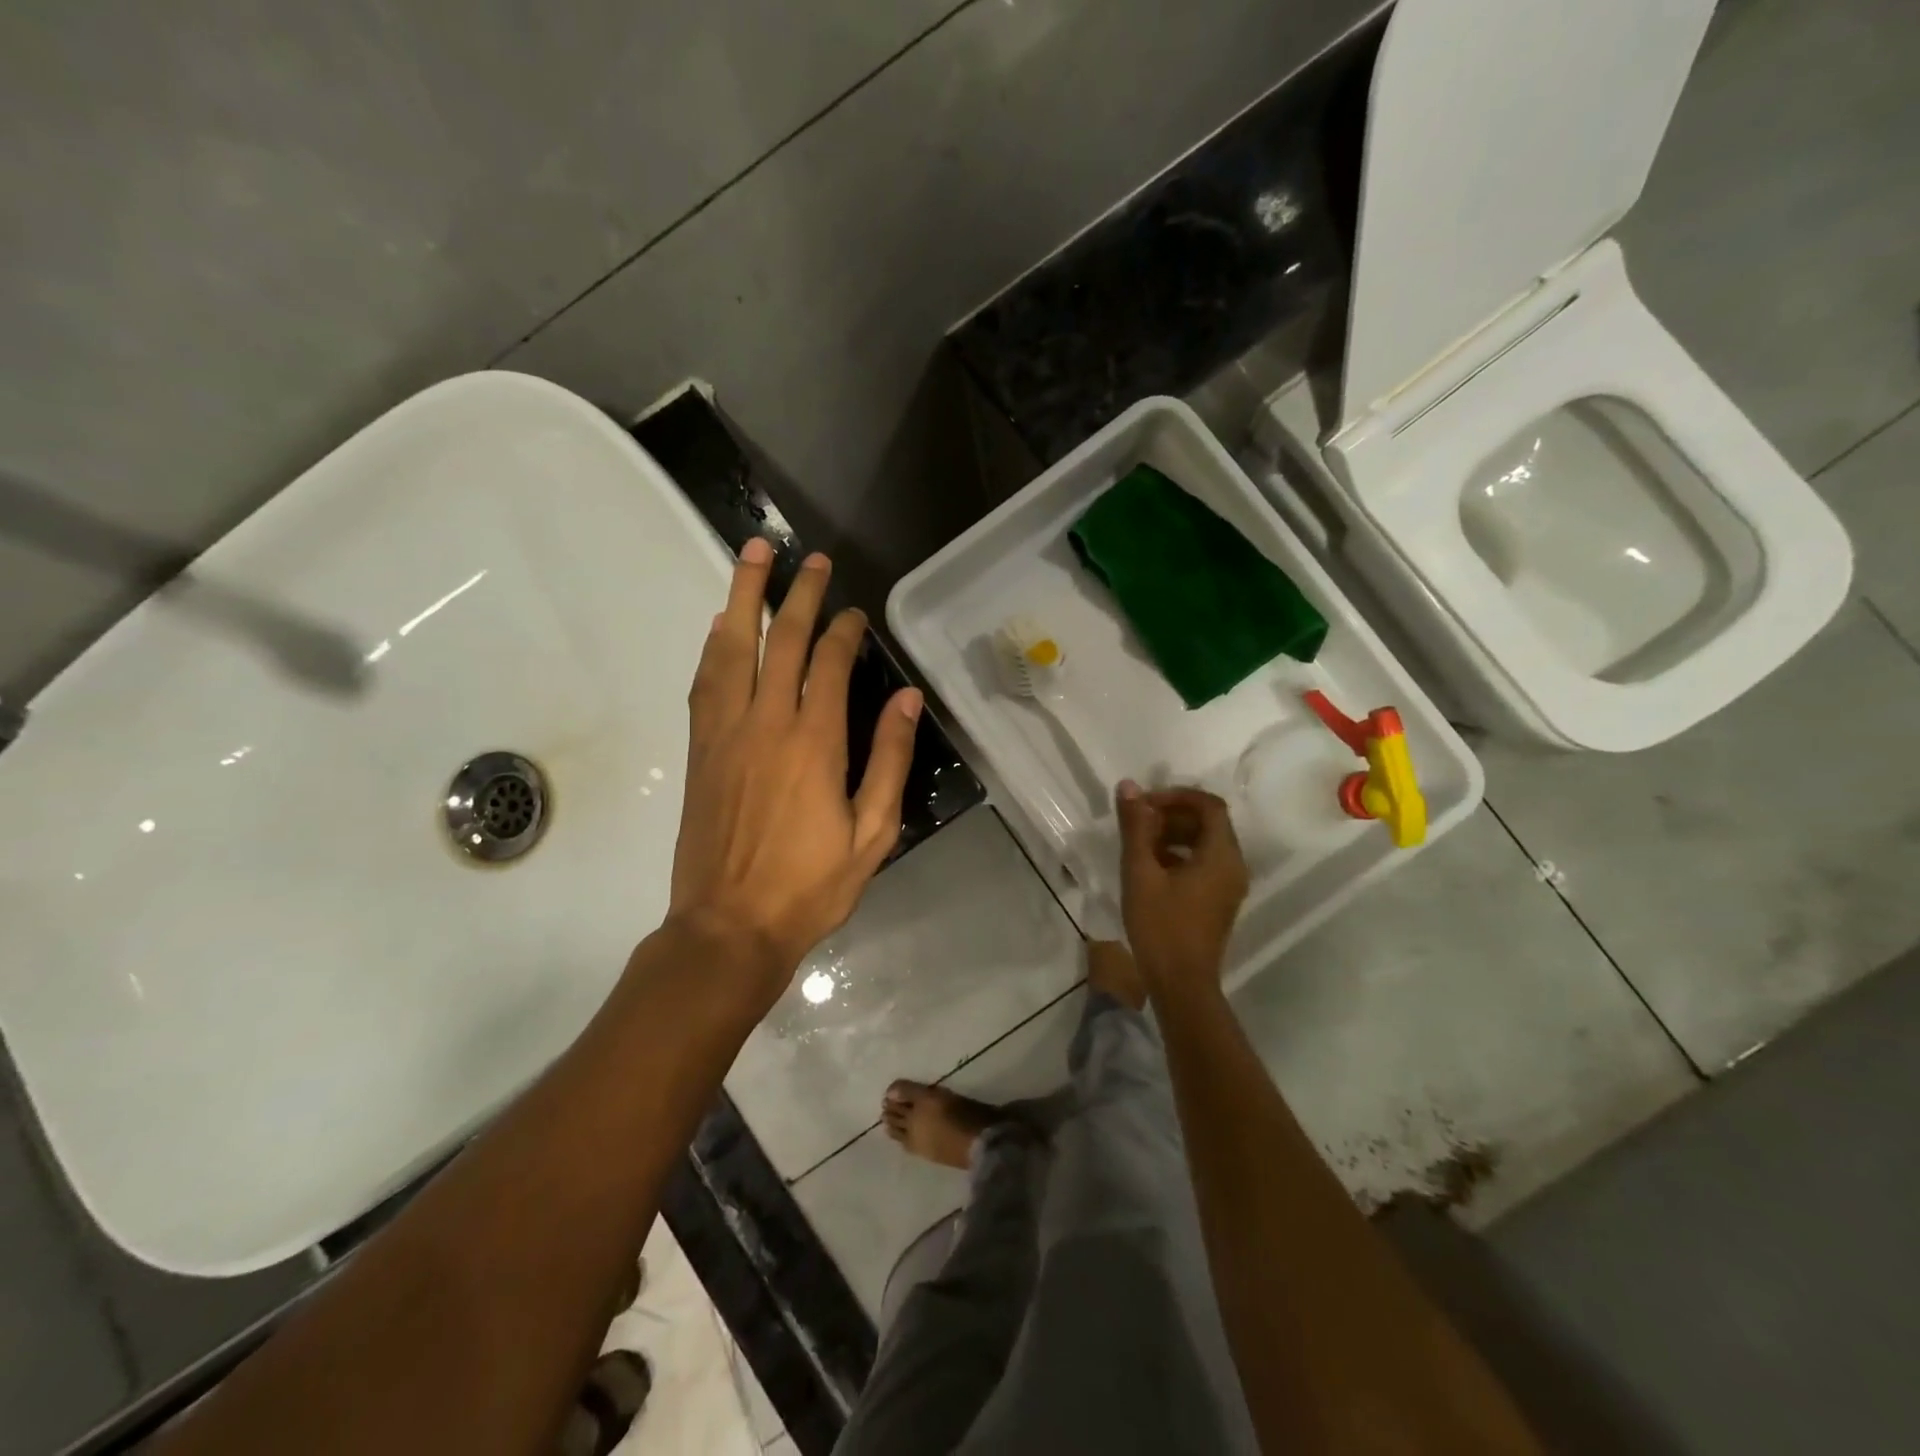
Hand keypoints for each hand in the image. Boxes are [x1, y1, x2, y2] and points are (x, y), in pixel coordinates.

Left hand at [667, 539, 922, 1003]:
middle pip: (779, 640)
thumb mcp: (873, 833)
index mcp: (814, 742)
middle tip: (808, 558)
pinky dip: (713, 646)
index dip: (843, 630)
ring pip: (731, 648)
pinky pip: (704, 682)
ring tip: (752, 556)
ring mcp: (724, 733)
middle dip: (796, 593)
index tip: (854, 614)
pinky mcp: (699, 750)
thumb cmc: (810, 886)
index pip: (827, 663)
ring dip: (742, 597)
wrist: (729, 927)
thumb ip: (888, 760)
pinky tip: (719, 626)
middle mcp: (765, 723)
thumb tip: (905, 698)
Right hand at [1115, 781, 1249, 993]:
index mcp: (1222, 855)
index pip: (1209, 805)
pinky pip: (1204, 864)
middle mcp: (1234, 866)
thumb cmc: (1160, 925)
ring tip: (1139, 843)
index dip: (1176, 796)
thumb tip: (1129, 786)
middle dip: (1172, 815)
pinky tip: (1150, 868)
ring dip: (1173, 835)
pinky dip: (1180, 855)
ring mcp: (1229, 886)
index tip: (1145, 803)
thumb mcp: (1140, 872)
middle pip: (1209, 823)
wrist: (1181, 984)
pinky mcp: (1219, 901)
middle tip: (1138, 821)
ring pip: (1205, 844)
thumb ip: (1135, 827)